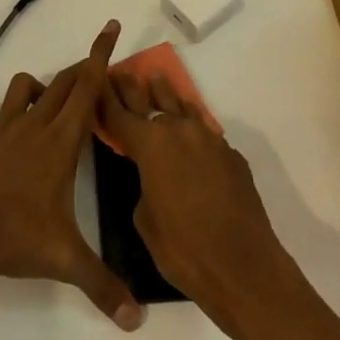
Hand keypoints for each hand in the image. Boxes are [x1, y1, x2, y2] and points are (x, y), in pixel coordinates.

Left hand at [0, 19, 143, 330]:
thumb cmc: (14, 235)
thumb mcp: (65, 260)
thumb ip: (103, 285)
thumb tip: (138, 320)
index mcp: (62, 140)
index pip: (87, 87)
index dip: (101, 54)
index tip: (111, 26)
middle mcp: (35, 124)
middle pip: (62, 82)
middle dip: (80, 69)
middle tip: (95, 71)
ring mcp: (3, 129)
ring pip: (23, 86)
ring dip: (38, 86)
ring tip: (48, 102)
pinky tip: (1, 127)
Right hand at [98, 70, 297, 333]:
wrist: (243, 265)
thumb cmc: (184, 249)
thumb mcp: (145, 220)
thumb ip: (143, 186)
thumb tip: (153, 177)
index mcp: (150, 145)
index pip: (119, 114)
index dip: (105, 98)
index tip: (96, 81)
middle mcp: (178, 131)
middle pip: (150, 100)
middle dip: (133, 88)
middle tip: (121, 73)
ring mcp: (208, 138)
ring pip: (181, 107)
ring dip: (165, 95)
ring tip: (156, 80)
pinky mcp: (230, 153)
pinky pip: (204, 131)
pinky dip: (190, 124)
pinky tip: (188, 126)